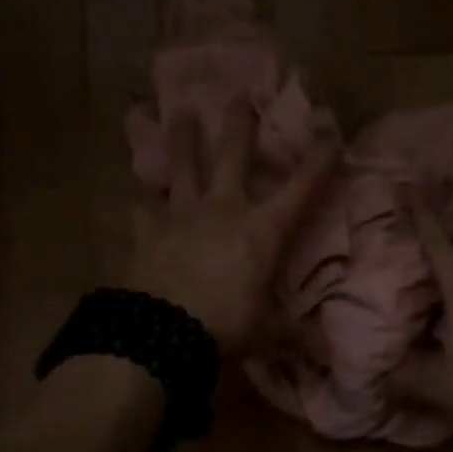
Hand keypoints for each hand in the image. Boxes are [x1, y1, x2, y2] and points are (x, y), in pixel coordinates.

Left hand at [111, 101, 338, 354]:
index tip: (330, 132)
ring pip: (181, 166)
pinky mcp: (143, 229)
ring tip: (179, 113)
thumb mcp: (267, 334)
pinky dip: (131, 203)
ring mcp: (179, 214)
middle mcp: (223, 209)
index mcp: (261, 229)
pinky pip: (135, 209)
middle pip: (233, 156)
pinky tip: (122, 198)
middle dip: (239, 125)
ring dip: (182, 138)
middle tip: (238, 95)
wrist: (160, 331)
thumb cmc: (224, 325)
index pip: (300, 188)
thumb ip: (296, 337)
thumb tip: (329, 356)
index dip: (318, 160)